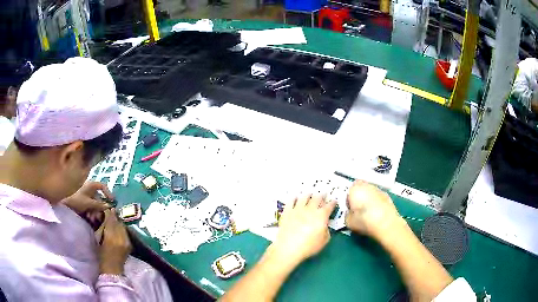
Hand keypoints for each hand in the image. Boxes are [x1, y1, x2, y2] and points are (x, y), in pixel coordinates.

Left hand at [63, 182, 111, 213]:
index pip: (103, 186)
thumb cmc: (78, 201)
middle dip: (100, 207)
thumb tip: (109, 206)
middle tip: (100, 215)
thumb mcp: (89, 203)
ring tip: (93, 218)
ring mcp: (88, 196)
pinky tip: (90, 217)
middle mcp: (90, 189)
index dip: (108, 193)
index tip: (112, 201)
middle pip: (100, 198)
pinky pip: (92, 206)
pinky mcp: (85, 202)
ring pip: (96, 204)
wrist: (68, 206)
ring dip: (96, 211)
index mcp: (91, 185)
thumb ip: (99, 205)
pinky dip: (92, 212)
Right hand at [99, 209, 131, 274]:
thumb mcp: (99, 239)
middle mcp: (121, 238)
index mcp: (111, 236)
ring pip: (123, 227)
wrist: (112, 270)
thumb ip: (103, 228)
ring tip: (114, 219)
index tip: (107, 208)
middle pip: (118, 223)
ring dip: (118, 222)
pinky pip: (125, 233)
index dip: (109, 214)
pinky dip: (122, 229)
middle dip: (114, 217)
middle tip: (111, 211)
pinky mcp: (129, 245)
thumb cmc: (101, 255)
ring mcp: (127, 242)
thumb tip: (104, 218)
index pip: (111, 221)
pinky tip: (119, 228)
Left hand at [270, 194, 335, 266]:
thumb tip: (324, 225)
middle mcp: (310, 209)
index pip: (329, 206)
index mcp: (321, 216)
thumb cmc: (309, 246)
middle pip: (317, 199)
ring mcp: (298, 209)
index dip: (333, 203)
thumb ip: (326, 230)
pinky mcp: (287, 212)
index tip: (334, 200)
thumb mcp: (324, 241)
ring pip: (304, 198)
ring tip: (310, 194)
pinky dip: (294, 198)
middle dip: (321, 195)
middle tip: (323, 194)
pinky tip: (295, 197)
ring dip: (308, 195)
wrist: (288, 247)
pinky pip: (291, 201)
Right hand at [345, 180, 401, 239]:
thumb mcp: (348, 222)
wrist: (386, 223)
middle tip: (358, 210)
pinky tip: (376, 214)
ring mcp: (379, 190)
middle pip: (361, 189)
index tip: (350, 209)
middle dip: (359, 197)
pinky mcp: (388, 196)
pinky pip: (378, 198)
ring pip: (370, 193)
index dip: (349, 200)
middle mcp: (367, 186)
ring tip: (368, 213)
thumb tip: (349, 214)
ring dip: (369, 199)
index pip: (348, 191)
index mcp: (355, 189)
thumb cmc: (364, 221)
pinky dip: (377, 203)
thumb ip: (347, 215)